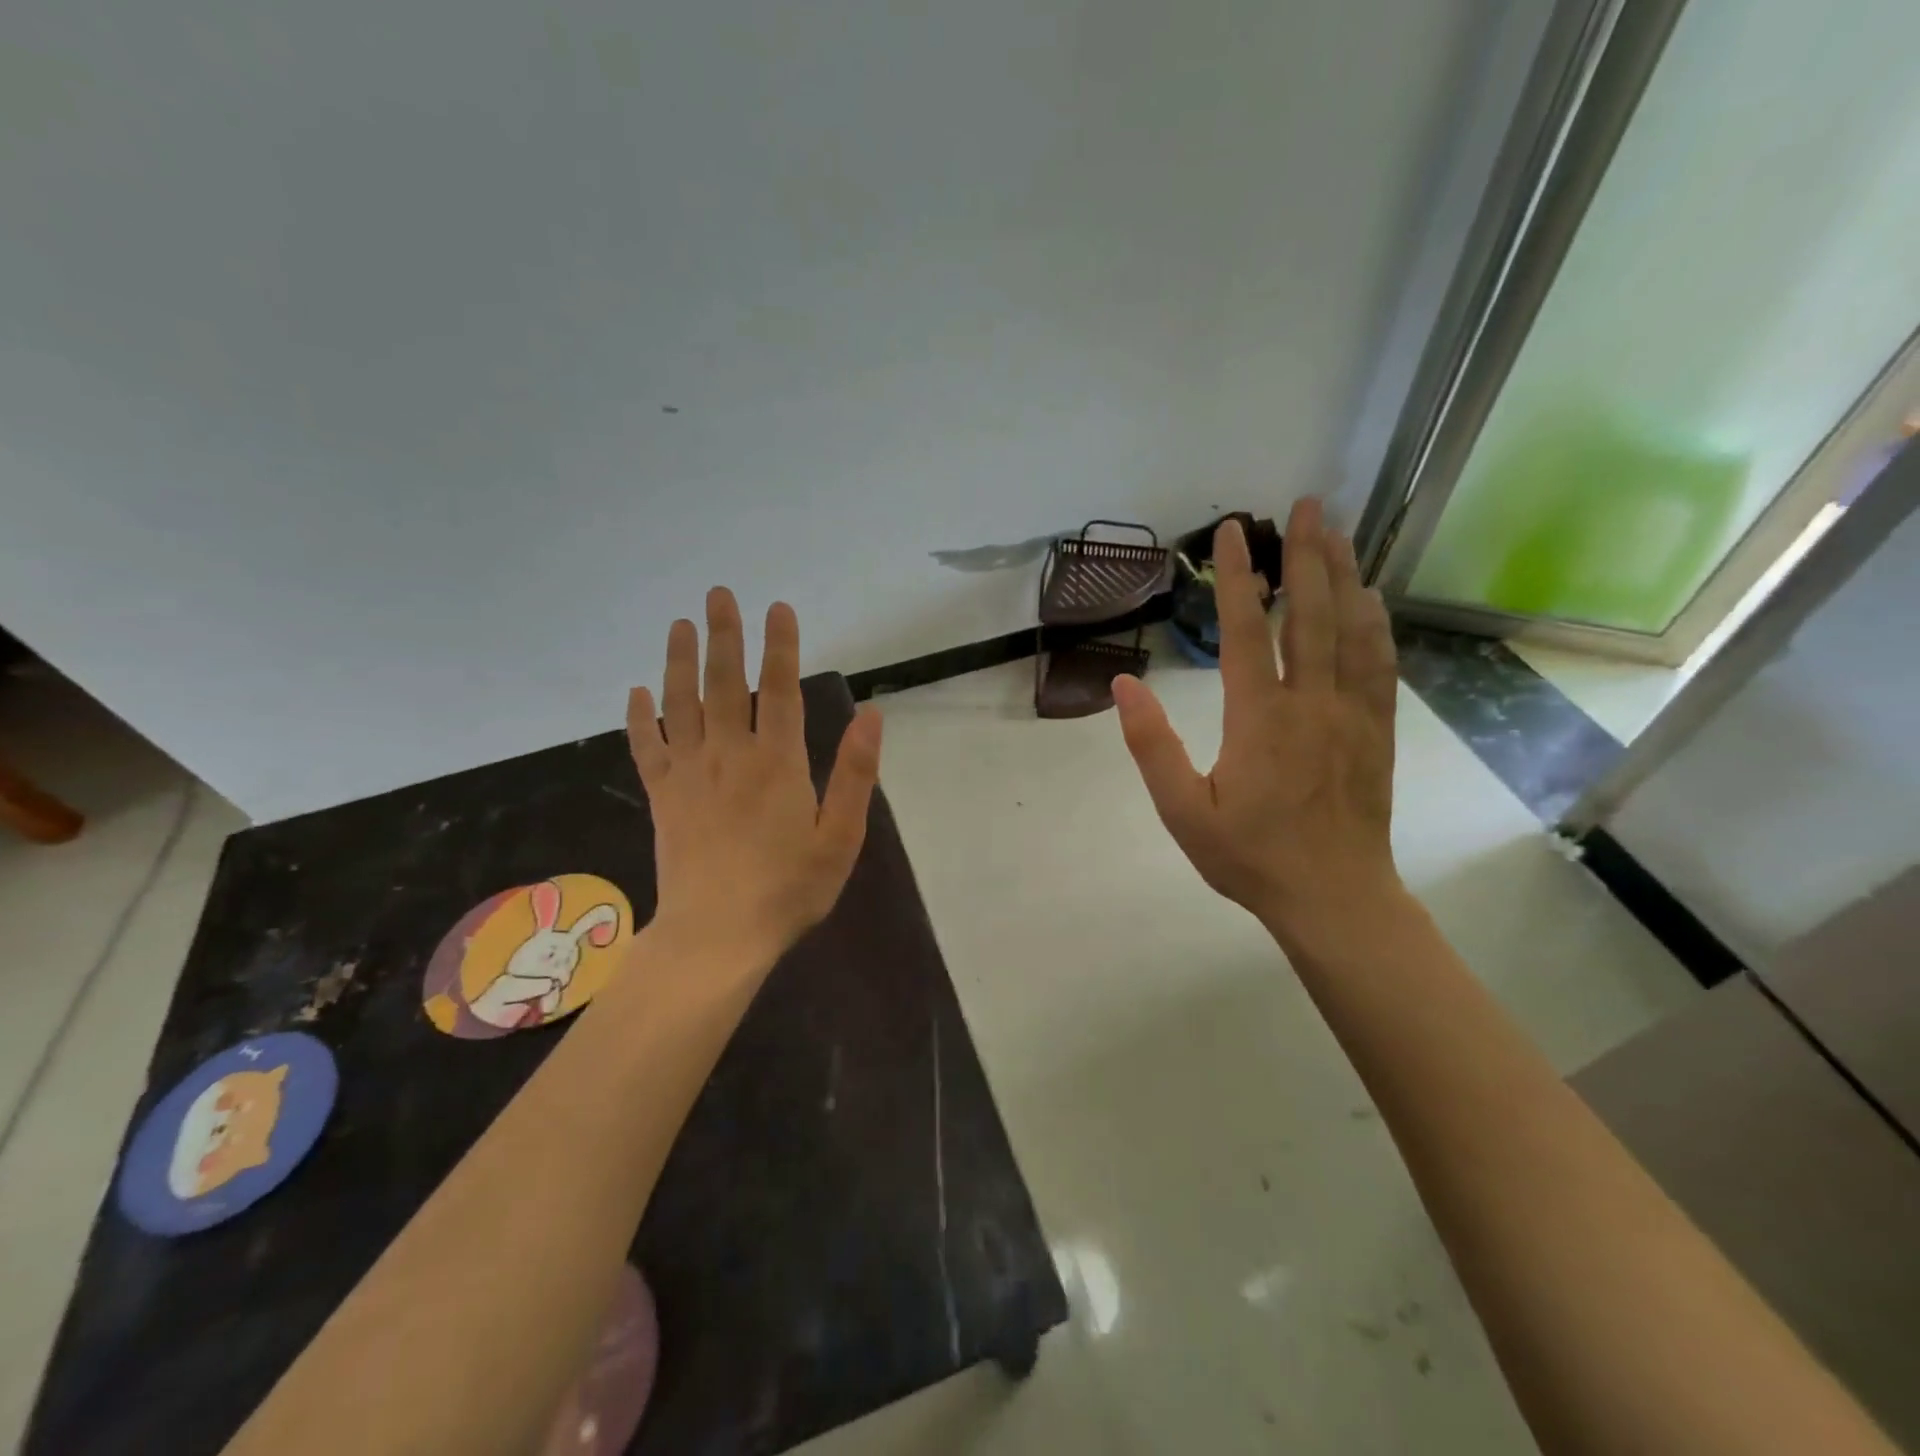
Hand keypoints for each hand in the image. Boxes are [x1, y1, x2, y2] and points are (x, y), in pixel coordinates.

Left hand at [625, 589, 882, 971]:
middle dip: (723, 635)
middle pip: (723, 683)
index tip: (777, 608)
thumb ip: (855, 774)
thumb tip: (871, 715)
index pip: (778, 689)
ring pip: (681, 704)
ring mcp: (690, 774)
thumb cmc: (788, 889)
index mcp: (777, 763)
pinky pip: (647, 748)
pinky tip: (636, 693)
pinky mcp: (663, 797)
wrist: (717, 936)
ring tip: (679, 625)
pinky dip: (639, 718)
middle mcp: (729, 755)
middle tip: (718, 594)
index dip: (779, 646)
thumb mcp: (840, 837)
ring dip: (678, 661)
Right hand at [1112, 499, 1400, 949]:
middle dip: (1306, 554)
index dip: (1237, 577)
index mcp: (1258, 718)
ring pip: (1350, 630)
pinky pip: (1379, 664)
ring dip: (1343, 575)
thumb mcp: (1183, 810)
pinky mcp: (1376, 730)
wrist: (1334, 897)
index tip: (1234, 532)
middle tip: (1306, 504)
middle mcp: (1309, 703)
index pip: (1244, 632)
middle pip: (1310, 614)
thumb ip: (1151, 746)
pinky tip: (1370, 599)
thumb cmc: (1250, 857)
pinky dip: (1375, 623)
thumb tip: (1123, 685)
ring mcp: (1351, 714)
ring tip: (1336, 532)